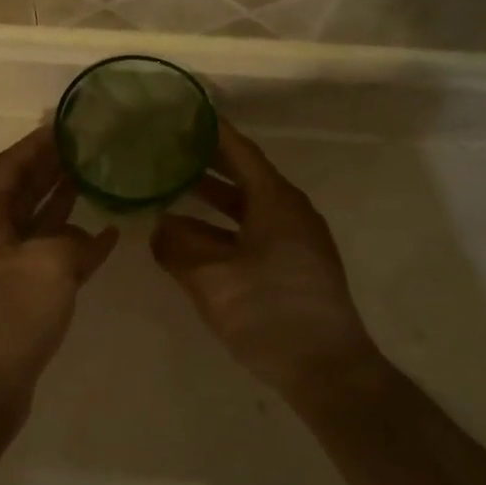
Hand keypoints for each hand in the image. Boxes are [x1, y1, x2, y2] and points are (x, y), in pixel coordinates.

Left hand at [0, 127, 119, 419]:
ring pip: (40, 224)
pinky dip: (78, 247)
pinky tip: (109, 237)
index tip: (66, 124)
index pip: (9, 166)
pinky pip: (53, 259)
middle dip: (53, 168)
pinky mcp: (22, 297)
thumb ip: (72, 239)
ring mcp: (5, 268)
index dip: (36, 144)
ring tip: (101, 179)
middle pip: (23, 191)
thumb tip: (90, 236)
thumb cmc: (6, 316)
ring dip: (67, 203)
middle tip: (89, 146)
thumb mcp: (45, 265)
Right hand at [151, 121, 378, 395]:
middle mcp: (290, 213)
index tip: (185, 114)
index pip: (241, 152)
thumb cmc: (269, 313)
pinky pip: (253, 232)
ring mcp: (296, 241)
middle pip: (245, 177)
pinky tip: (197, 239)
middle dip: (208, 164)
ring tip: (176, 190)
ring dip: (214, 199)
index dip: (212, 132)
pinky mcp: (295, 267)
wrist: (327, 369)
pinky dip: (224, 228)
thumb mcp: (212, 279)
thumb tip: (158, 227)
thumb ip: (179, 248)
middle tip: (171, 150)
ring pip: (248, 208)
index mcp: (276, 203)